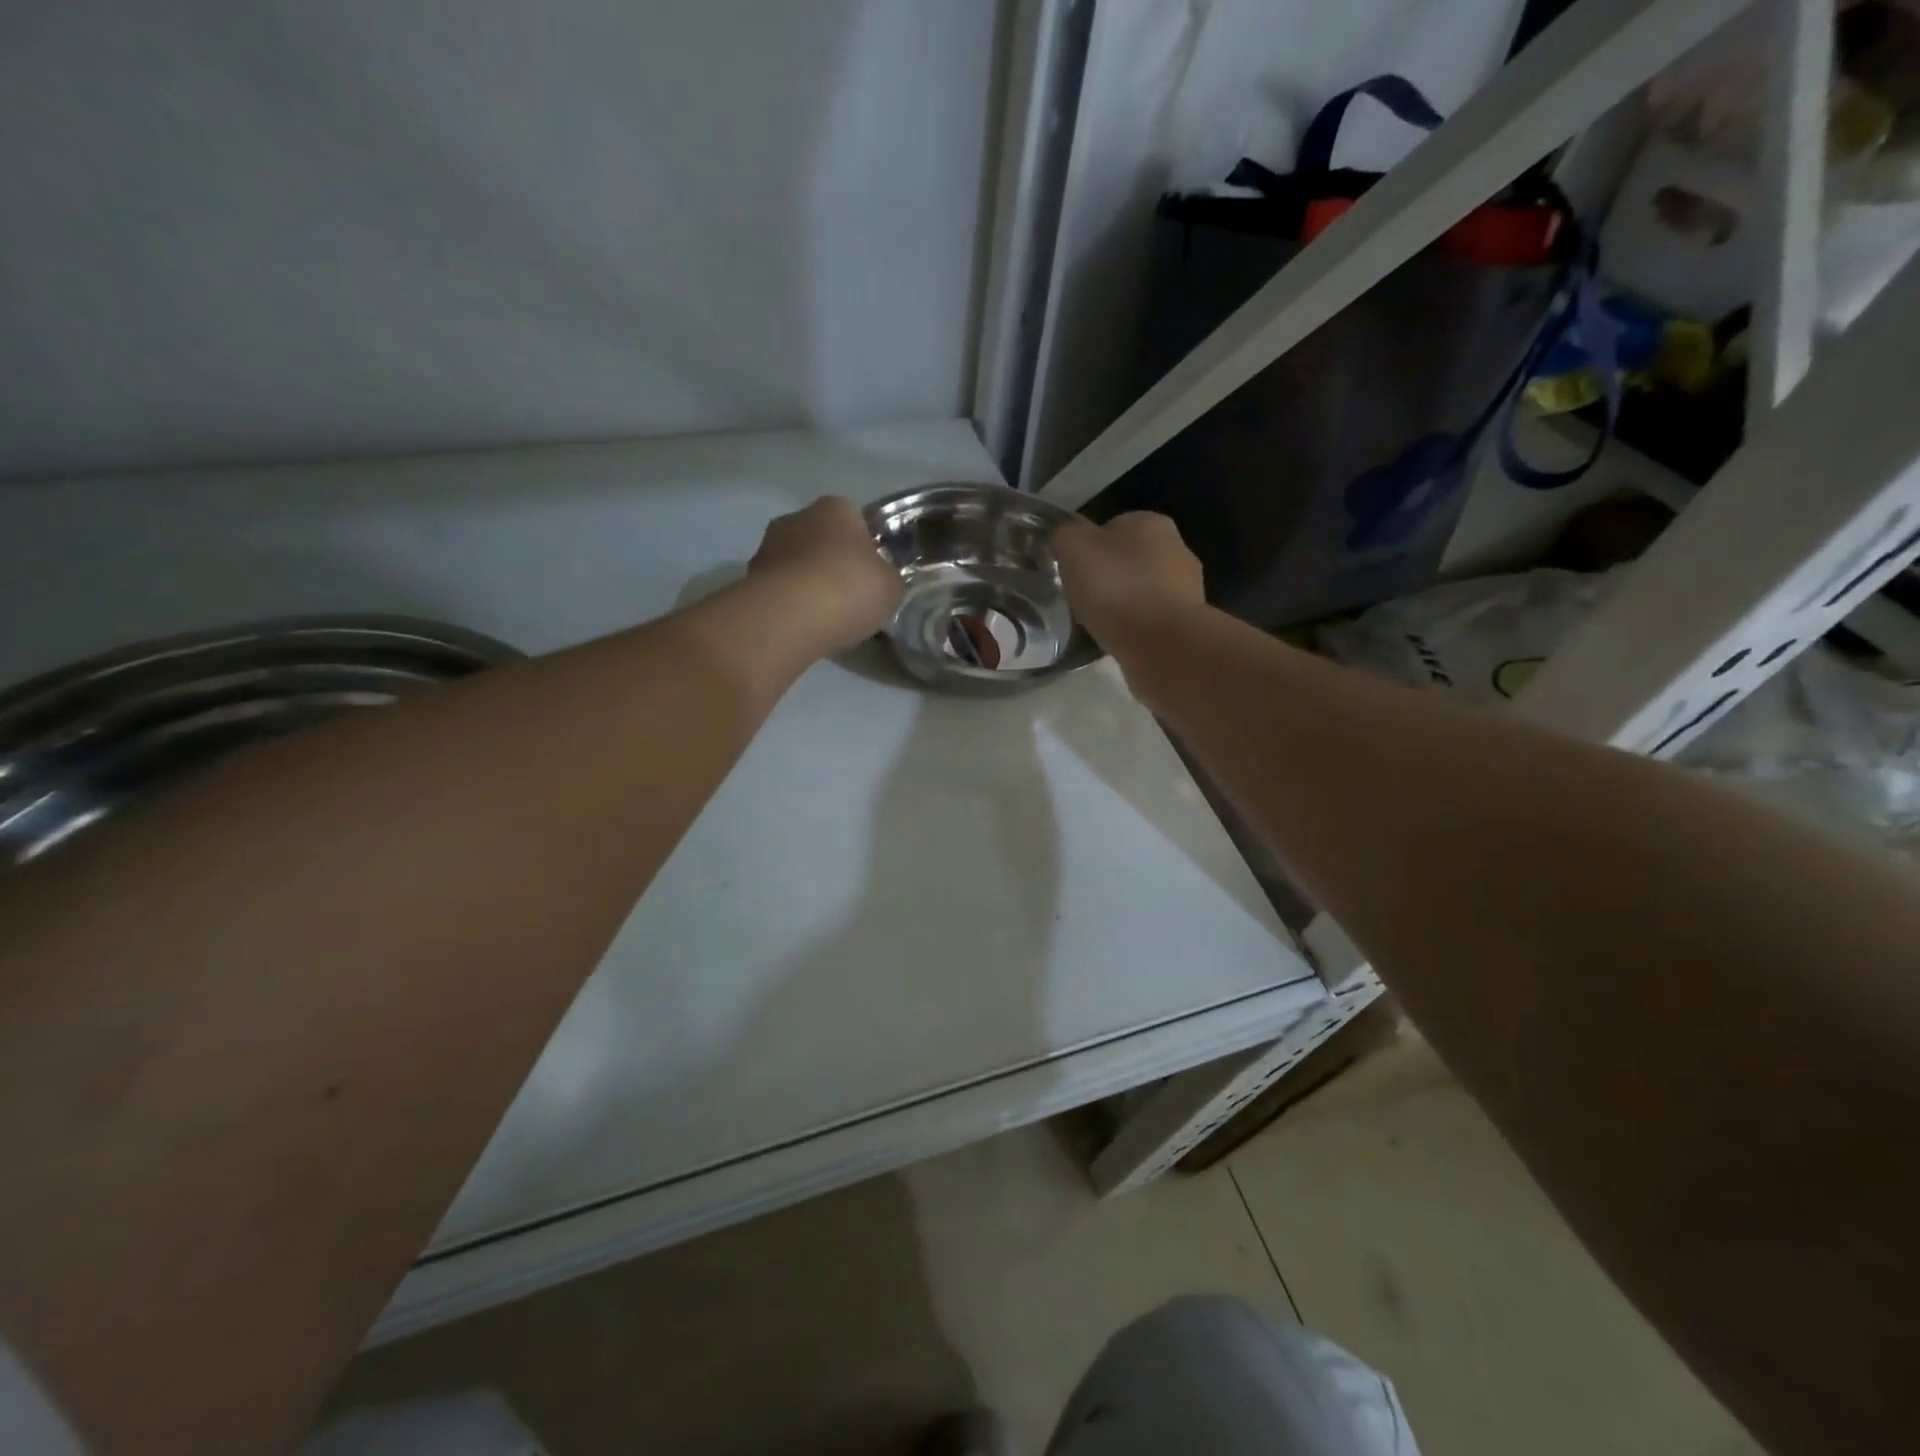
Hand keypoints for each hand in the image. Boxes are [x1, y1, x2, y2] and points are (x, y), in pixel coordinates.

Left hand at [749, 496, 902, 653]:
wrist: (792, 616)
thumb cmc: (851, 588)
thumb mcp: (891, 585)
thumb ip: (885, 576)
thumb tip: (876, 579)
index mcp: (836, 508)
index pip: (855, 520)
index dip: (865, 549)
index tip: (871, 576)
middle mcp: (797, 517)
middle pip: (821, 540)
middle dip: (832, 564)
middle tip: (849, 598)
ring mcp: (767, 547)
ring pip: (796, 565)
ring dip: (807, 585)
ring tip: (824, 618)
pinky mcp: (748, 579)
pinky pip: (779, 590)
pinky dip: (790, 604)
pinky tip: (802, 627)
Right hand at [1054, 511, 1204, 648]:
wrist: (1162, 644)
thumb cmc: (1116, 588)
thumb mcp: (1074, 548)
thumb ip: (1065, 533)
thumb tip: (1064, 534)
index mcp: (1150, 522)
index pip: (1110, 528)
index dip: (1087, 549)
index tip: (1072, 574)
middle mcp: (1176, 547)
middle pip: (1128, 559)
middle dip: (1107, 576)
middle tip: (1082, 599)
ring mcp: (1188, 585)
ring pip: (1142, 589)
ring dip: (1123, 603)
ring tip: (1100, 624)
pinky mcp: (1188, 620)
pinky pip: (1152, 617)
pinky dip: (1136, 626)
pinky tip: (1121, 639)